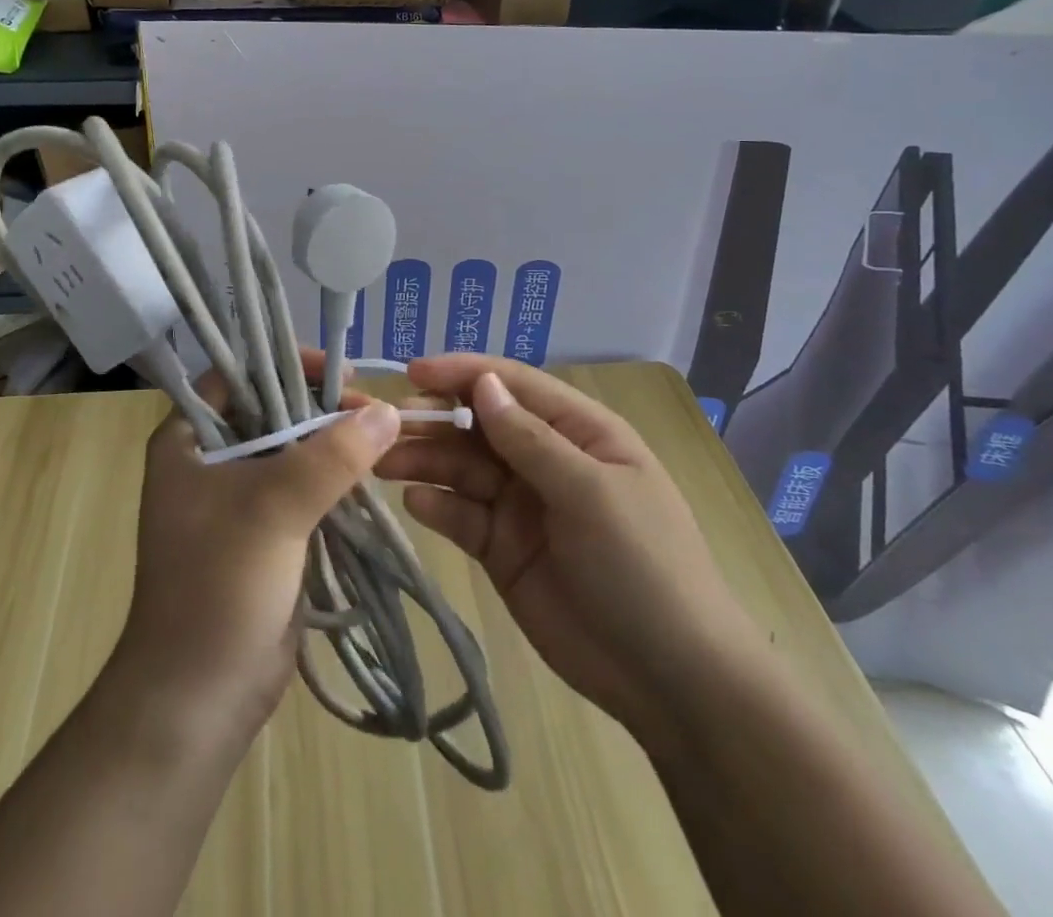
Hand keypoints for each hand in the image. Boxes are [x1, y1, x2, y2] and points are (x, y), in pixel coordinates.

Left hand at [110, 352, 400, 743]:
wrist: (199, 697)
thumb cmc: (218, 586)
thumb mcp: (273, 508)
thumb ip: (331, 455)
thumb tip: (388, 411)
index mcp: (187, 440)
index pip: (236, 375)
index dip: (284, 364)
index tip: (338, 372)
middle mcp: (209, 460)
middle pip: (271, 410)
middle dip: (320, 407)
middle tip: (373, 409)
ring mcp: (238, 498)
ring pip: (292, 450)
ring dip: (333, 444)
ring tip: (382, 438)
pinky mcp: (266, 532)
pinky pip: (305, 488)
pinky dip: (335, 479)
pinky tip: (371, 474)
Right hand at [378, 355, 753, 737]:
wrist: (670, 680)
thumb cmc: (642, 567)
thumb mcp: (592, 493)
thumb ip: (531, 439)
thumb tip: (483, 383)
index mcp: (579, 432)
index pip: (513, 386)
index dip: (463, 373)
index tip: (412, 372)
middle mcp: (545, 459)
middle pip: (478, 425)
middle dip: (432, 419)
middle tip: (383, 426)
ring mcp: (521, 504)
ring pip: (462, 468)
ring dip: (423, 459)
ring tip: (382, 462)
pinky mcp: (501, 548)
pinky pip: (461, 515)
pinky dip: (436, 505)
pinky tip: (415, 503)